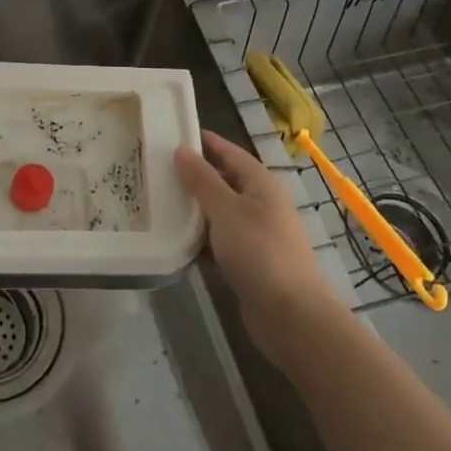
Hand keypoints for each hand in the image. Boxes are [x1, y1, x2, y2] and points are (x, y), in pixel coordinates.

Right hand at [176, 130, 343, 367]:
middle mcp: (262, 205)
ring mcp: (257, 235)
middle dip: (195, 176)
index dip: (206, 142)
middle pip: (224, 182)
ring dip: (195, 210)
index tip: (175, 133)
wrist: (292, 316)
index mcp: (261, 184)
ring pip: (220, 214)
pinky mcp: (250, 263)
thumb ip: (202, 180)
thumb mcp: (225, 210)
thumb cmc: (259, 252)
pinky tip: (175, 241)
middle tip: (157, 169)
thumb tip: (181, 150)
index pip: (230, 152)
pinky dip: (201, 240)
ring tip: (159, 202)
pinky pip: (220, 242)